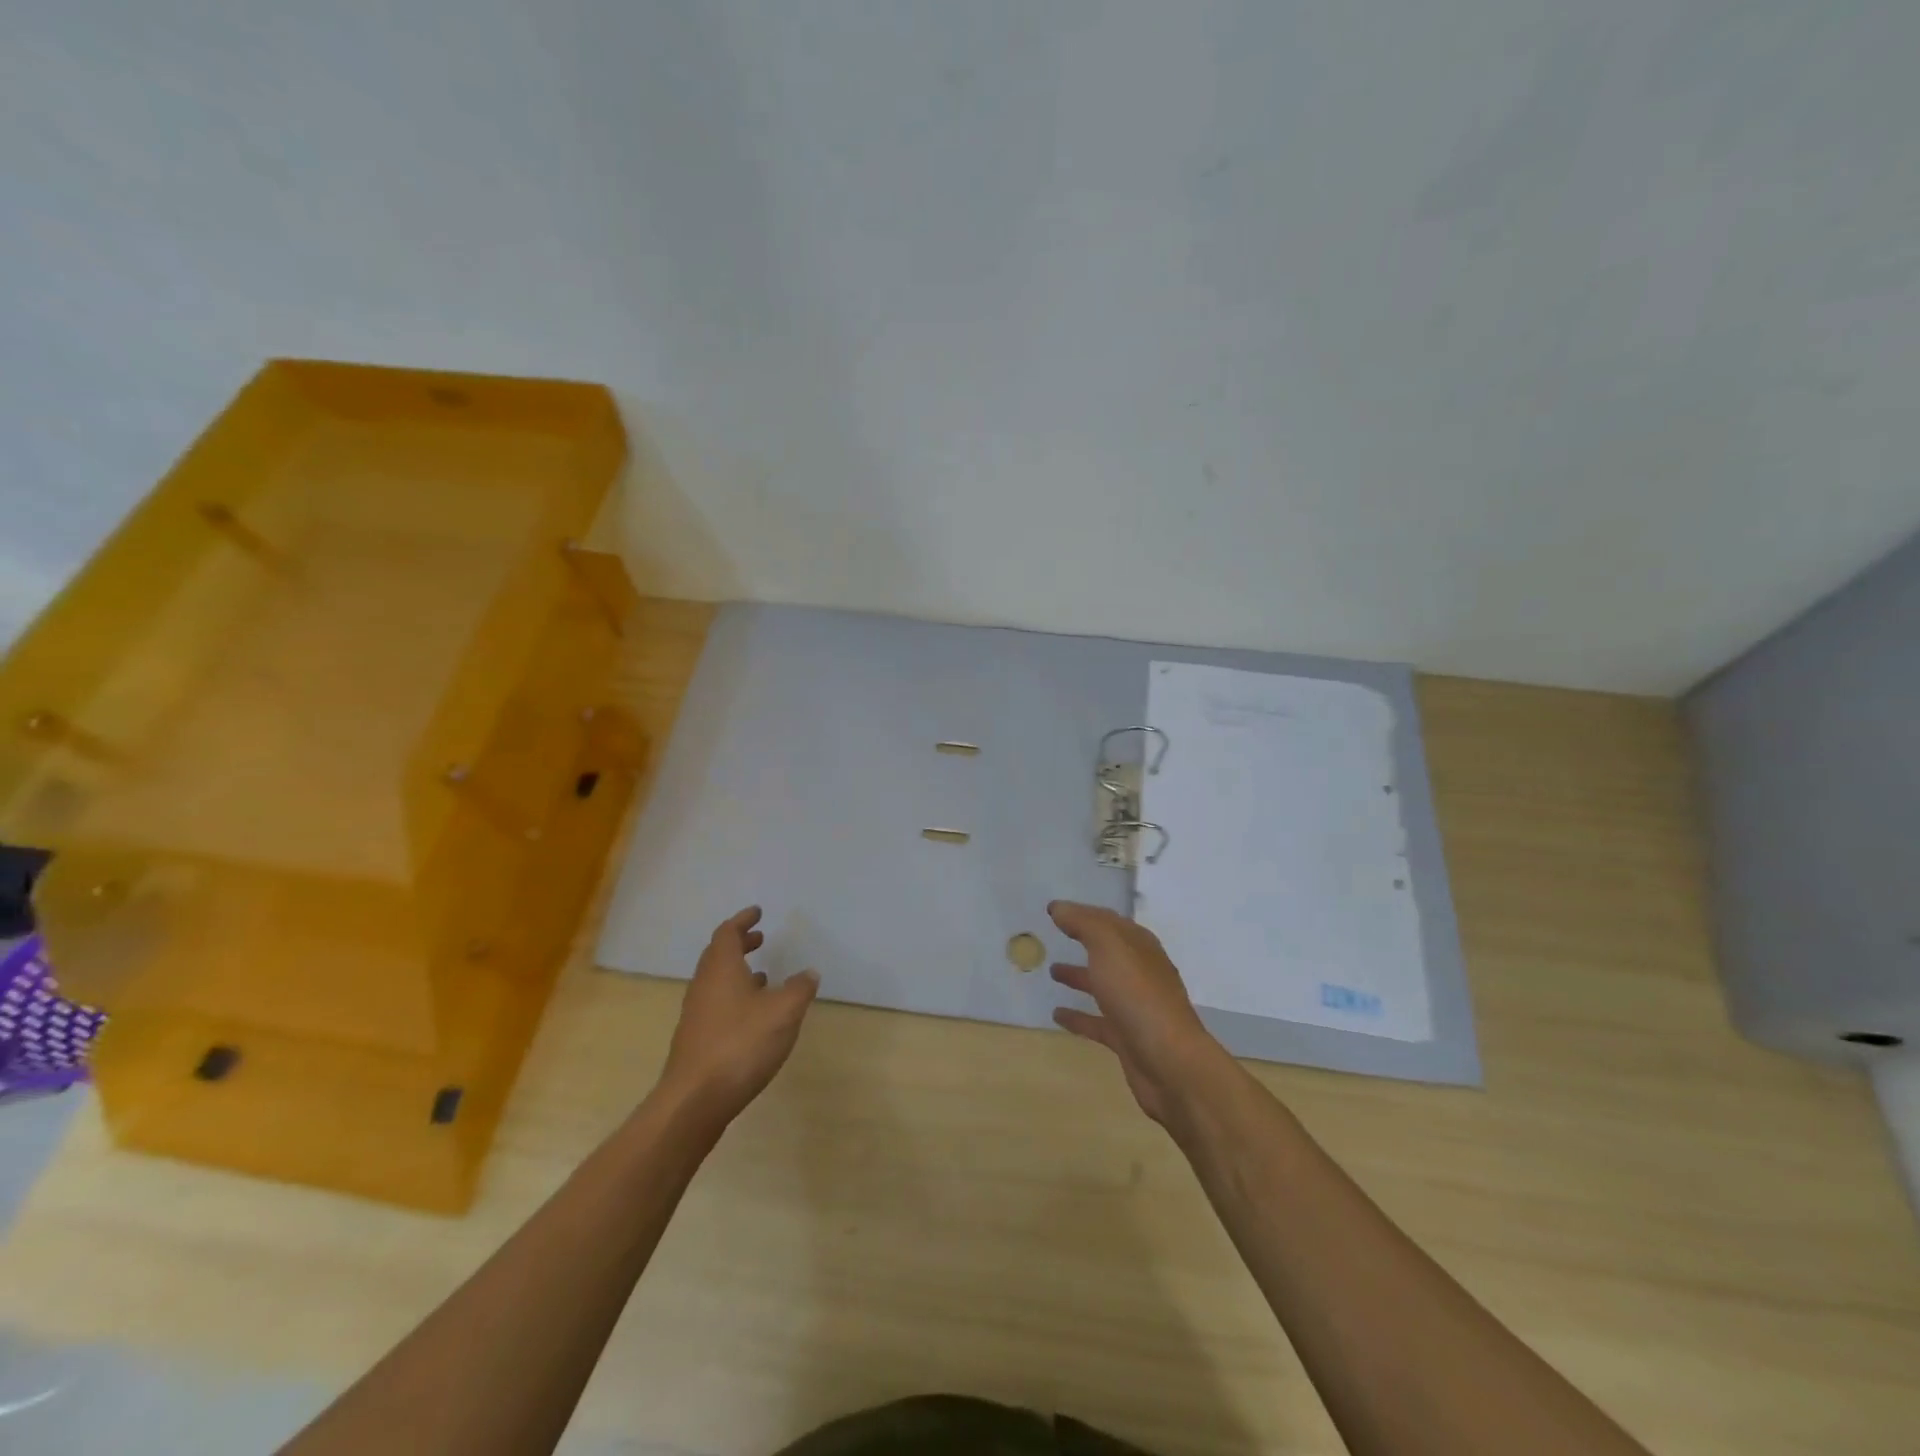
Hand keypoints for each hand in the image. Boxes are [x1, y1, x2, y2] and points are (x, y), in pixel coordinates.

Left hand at [659, 907, 818, 1126]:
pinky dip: (735, 997)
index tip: (757, 913)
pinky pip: (716, 1004)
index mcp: (720, 969)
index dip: (742, 921)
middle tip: (760, 938)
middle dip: (739, 944)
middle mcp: (703, 985)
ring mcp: (696, 1014)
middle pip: (718, 955)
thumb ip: (799, 988)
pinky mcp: (696, 1039)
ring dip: (737, 972)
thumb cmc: (741, 1045)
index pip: (727, 933)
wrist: (695, 1100)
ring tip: (762, 975)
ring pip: (716, 981)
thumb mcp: (783, 1012)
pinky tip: (753, 1015)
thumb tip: (808, 973)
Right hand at [1048, 900, 1227, 1126]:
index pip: (1108, 921)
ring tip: (1052, 971)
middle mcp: (1140, 972)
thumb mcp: (1108, 946)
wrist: (1169, 1061)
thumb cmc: (1137, 994)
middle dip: (1083, 942)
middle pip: (1107, 951)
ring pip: (1102, 984)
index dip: (1083, 913)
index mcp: (1139, 946)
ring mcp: (1135, 1006)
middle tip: (1053, 936)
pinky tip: (1057, 1015)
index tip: (1055, 911)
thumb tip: (1059, 908)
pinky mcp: (1127, 1037)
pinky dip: (1078, 1016)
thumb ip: (1083, 923)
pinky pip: (1097, 1021)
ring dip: (1079, 976)